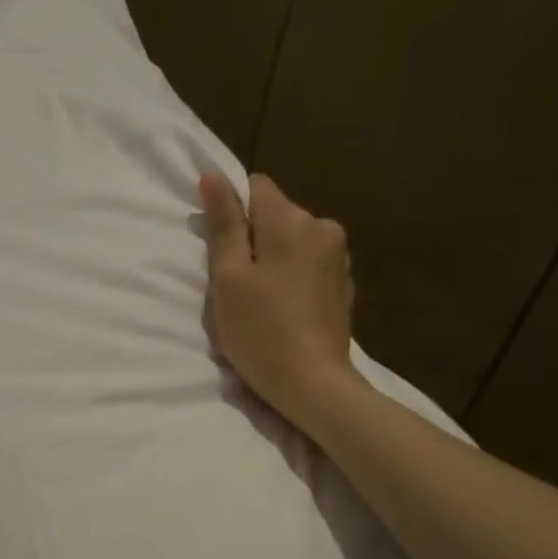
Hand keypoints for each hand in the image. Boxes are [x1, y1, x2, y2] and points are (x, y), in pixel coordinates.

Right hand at [199, 171, 362, 431]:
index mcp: (292, 220)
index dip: (232, 213)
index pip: (256, 187)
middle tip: (236, 287)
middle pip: (276, 217)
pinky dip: (292, 280)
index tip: (222, 252)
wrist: (313, 384)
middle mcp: (323, 227)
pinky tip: (284, 312)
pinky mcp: (343, 285)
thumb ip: (224, 224)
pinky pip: (308, 267)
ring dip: (273, 262)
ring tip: (260, 303)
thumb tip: (213, 175)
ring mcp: (338, 257)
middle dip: (253, 241)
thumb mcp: (228, 278)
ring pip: (292, 243)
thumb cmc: (260, 331)